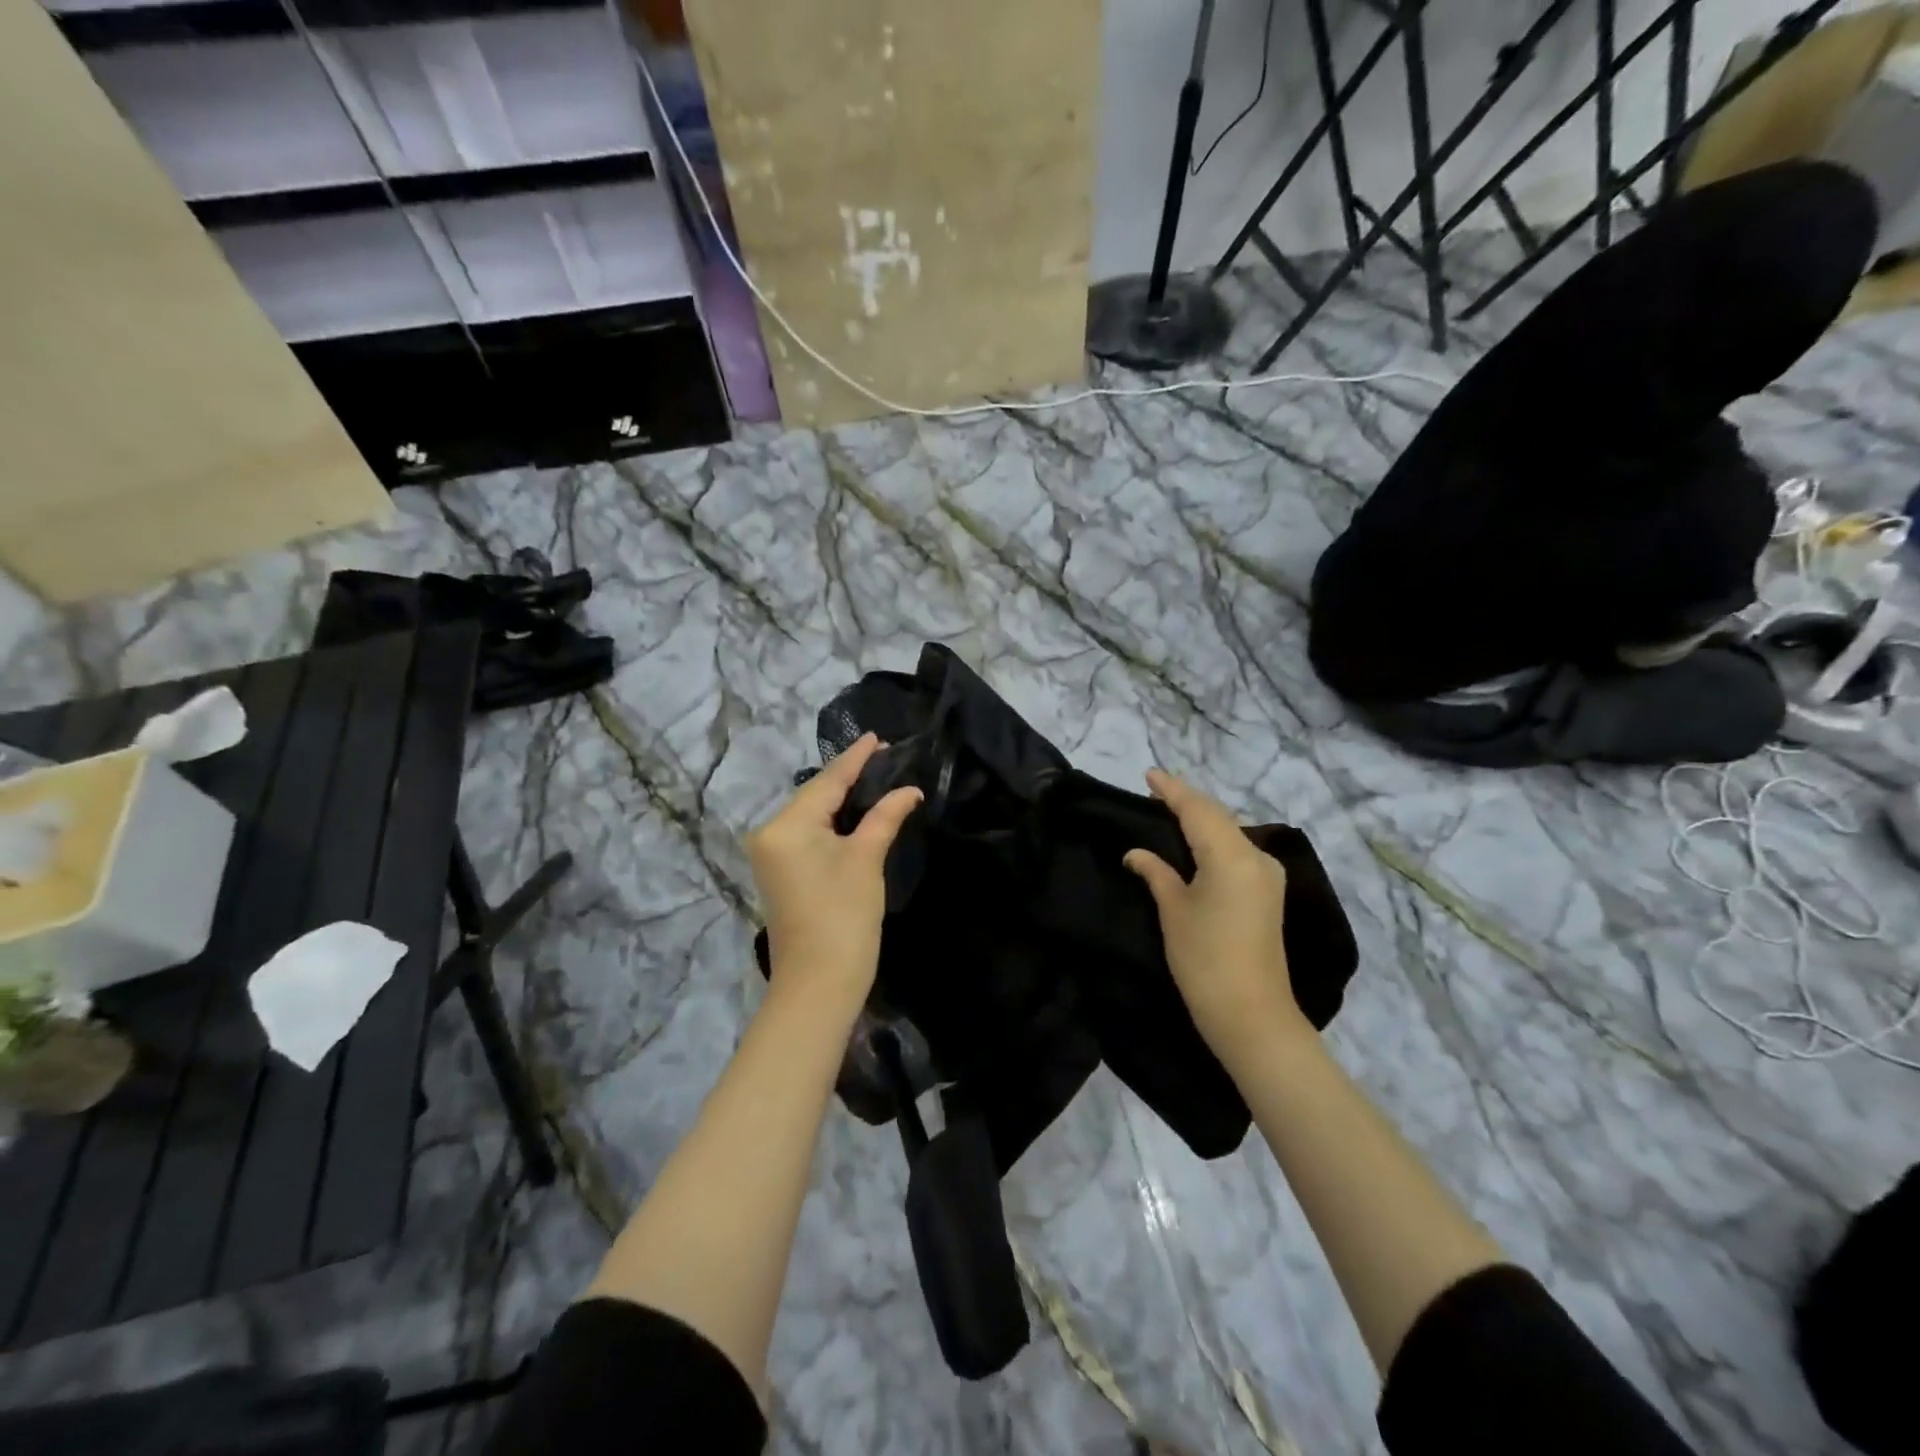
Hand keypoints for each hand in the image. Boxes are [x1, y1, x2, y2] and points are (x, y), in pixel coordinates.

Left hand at [746, 734, 921, 1007]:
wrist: (818, 984)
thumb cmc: (844, 917)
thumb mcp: (867, 859)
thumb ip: (885, 816)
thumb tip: (908, 790)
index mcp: (786, 825)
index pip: (827, 781)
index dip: (855, 758)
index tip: (877, 736)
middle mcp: (770, 834)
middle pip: (816, 796)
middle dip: (850, 777)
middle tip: (885, 756)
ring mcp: (772, 855)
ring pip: (813, 815)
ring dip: (843, 799)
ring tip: (876, 775)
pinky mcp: (781, 872)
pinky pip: (809, 834)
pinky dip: (834, 821)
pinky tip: (856, 809)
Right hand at [1125, 769, 1310, 1063]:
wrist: (1252, 1015)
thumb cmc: (1204, 959)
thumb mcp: (1173, 911)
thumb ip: (1156, 872)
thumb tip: (1136, 853)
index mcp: (1231, 855)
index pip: (1197, 810)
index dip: (1172, 790)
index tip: (1148, 774)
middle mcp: (1256, 856)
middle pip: (1218, 817)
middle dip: (1187, 801)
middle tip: (1156, 791)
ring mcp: (1267, 875)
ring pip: (1230, 833)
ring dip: (1202, 819)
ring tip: (1171, 811)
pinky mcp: (1268, 893)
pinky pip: (1237, 851)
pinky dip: (1214, 840)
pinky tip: (1196, 843)